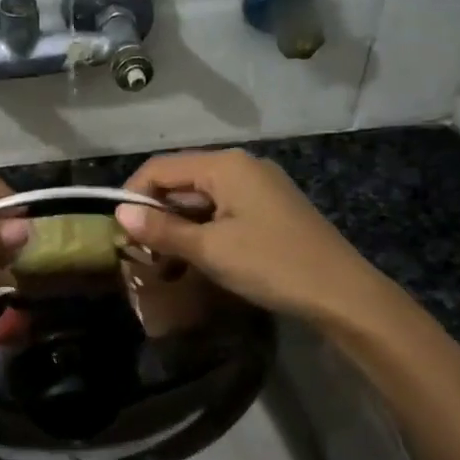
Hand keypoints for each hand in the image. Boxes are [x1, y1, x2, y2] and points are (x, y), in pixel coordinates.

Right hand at [114, 149, 376, 323]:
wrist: (342, 293)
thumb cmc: (270, 264)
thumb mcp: (210, 249)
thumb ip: (162, 230)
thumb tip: (120, 214)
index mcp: (225, 165)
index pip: (160, 168)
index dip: (132, 195)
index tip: (117, 231)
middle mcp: (241, 166)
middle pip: (181, 180)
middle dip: (156, 213)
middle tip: (138, 252)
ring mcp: (259, 186)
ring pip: (202, 197)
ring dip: (178, 225)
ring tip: (163, 260)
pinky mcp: (270, 208)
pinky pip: (223, 209)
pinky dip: (202, 228)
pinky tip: (196, 256)